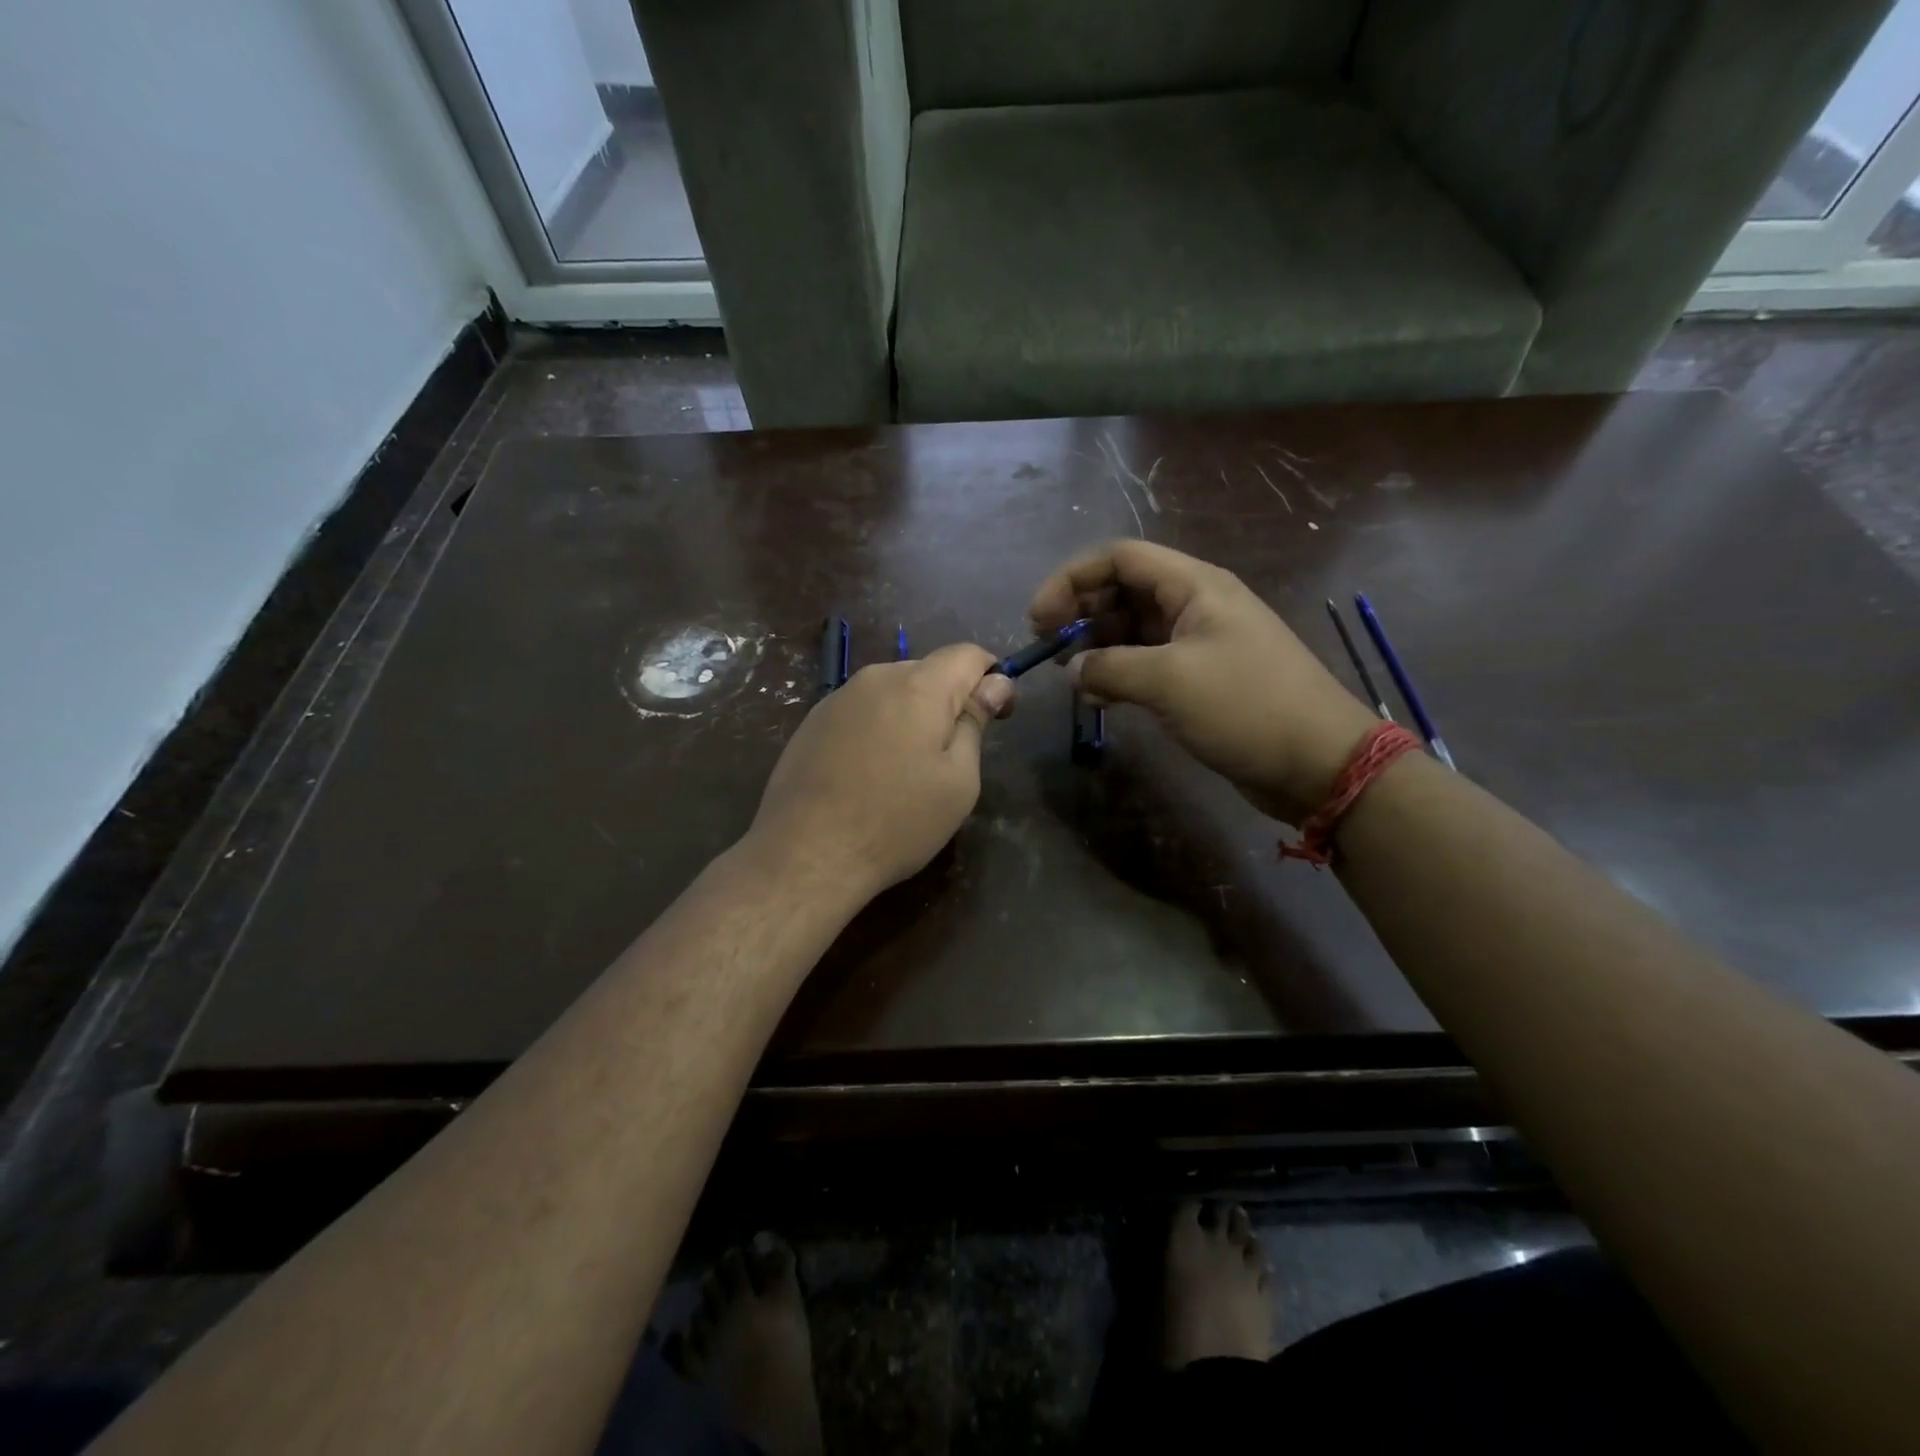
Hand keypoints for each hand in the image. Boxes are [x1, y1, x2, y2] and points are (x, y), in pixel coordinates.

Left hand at [747, 643, 1014, 900]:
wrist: (806, 854)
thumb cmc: (897, 822)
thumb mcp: (958, 781)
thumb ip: (975, 723)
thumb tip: (995, 683)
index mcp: (919, 686)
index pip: (968, 654)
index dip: (991, 678)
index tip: (996, 716)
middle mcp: (876, 678)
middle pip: (928, 671)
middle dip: (949, 701)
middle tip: (951, 756)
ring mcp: (838, 697)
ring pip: (893, 691)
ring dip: (912, 715)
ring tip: (907, 770)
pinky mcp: (812, 721)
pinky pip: (862, 710)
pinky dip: (878, 728)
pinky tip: (869, 774)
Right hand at [1029, 541, 1377, 823]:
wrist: (1318, 761)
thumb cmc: (1246, 706)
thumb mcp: (1169, 681)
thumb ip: (1110, 668)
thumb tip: (1074, 672)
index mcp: (1194, 586)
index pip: (1120, 558)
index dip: (1072, 579)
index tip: (1040, 618)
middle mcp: (1194, 605)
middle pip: (1123, 590)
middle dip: (1080, 612)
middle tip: (1048, 647)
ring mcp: (1198, 643)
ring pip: (1132, 629)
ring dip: (1096, 646)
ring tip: (1069, 676)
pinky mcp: (1199, 679)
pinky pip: (1146, 663)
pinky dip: (1117, 674)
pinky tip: (1096, 698)